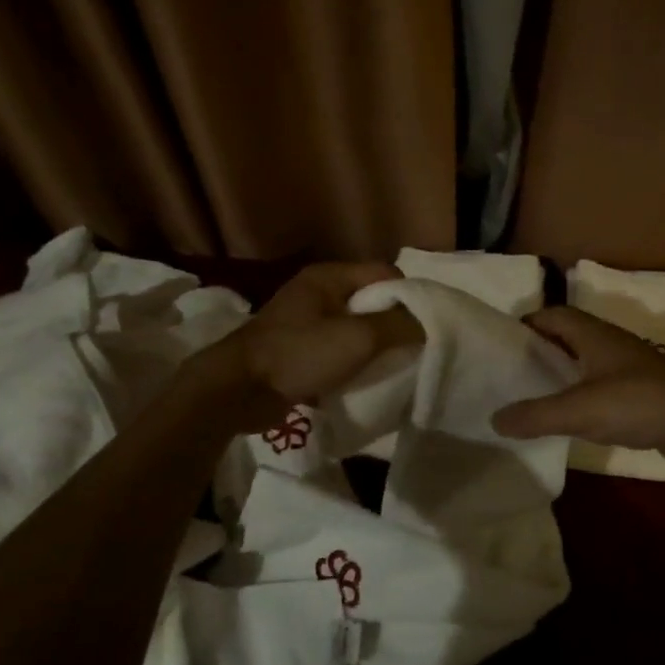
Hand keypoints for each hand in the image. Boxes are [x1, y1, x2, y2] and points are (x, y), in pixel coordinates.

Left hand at [193, 263, 424, 433]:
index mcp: (329, 277)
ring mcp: (305, 322)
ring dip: (373, 347)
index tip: (423, 327)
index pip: (385, 274)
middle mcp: (317, 292)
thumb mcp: (357, 338)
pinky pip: (338, 349)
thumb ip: (397, 326)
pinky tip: (364, 379)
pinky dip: (353, 362)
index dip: (408, 297)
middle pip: (371, 301)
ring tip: (391, 367)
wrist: (238, 390)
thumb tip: (426, 324)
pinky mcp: (298, 350)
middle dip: (392, 324)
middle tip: (411, 349)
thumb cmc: (299, 354)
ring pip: (355, 328)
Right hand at [492, 307, 664, 464]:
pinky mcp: (642, 391)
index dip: (526, 325)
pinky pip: (602, 385)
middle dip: (540, 350)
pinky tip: (572, 418)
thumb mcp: (579, 410)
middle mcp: (610, 343)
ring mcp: (629, 366)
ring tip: (534, 396)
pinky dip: (583, 395)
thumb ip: (535, 415)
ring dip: (562, 373)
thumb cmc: (637, 403)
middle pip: (567, 337)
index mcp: (594, 334)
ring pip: (585, 362)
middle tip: (512, 373)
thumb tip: (495, 419)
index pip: (552, 315)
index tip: (502, 346)